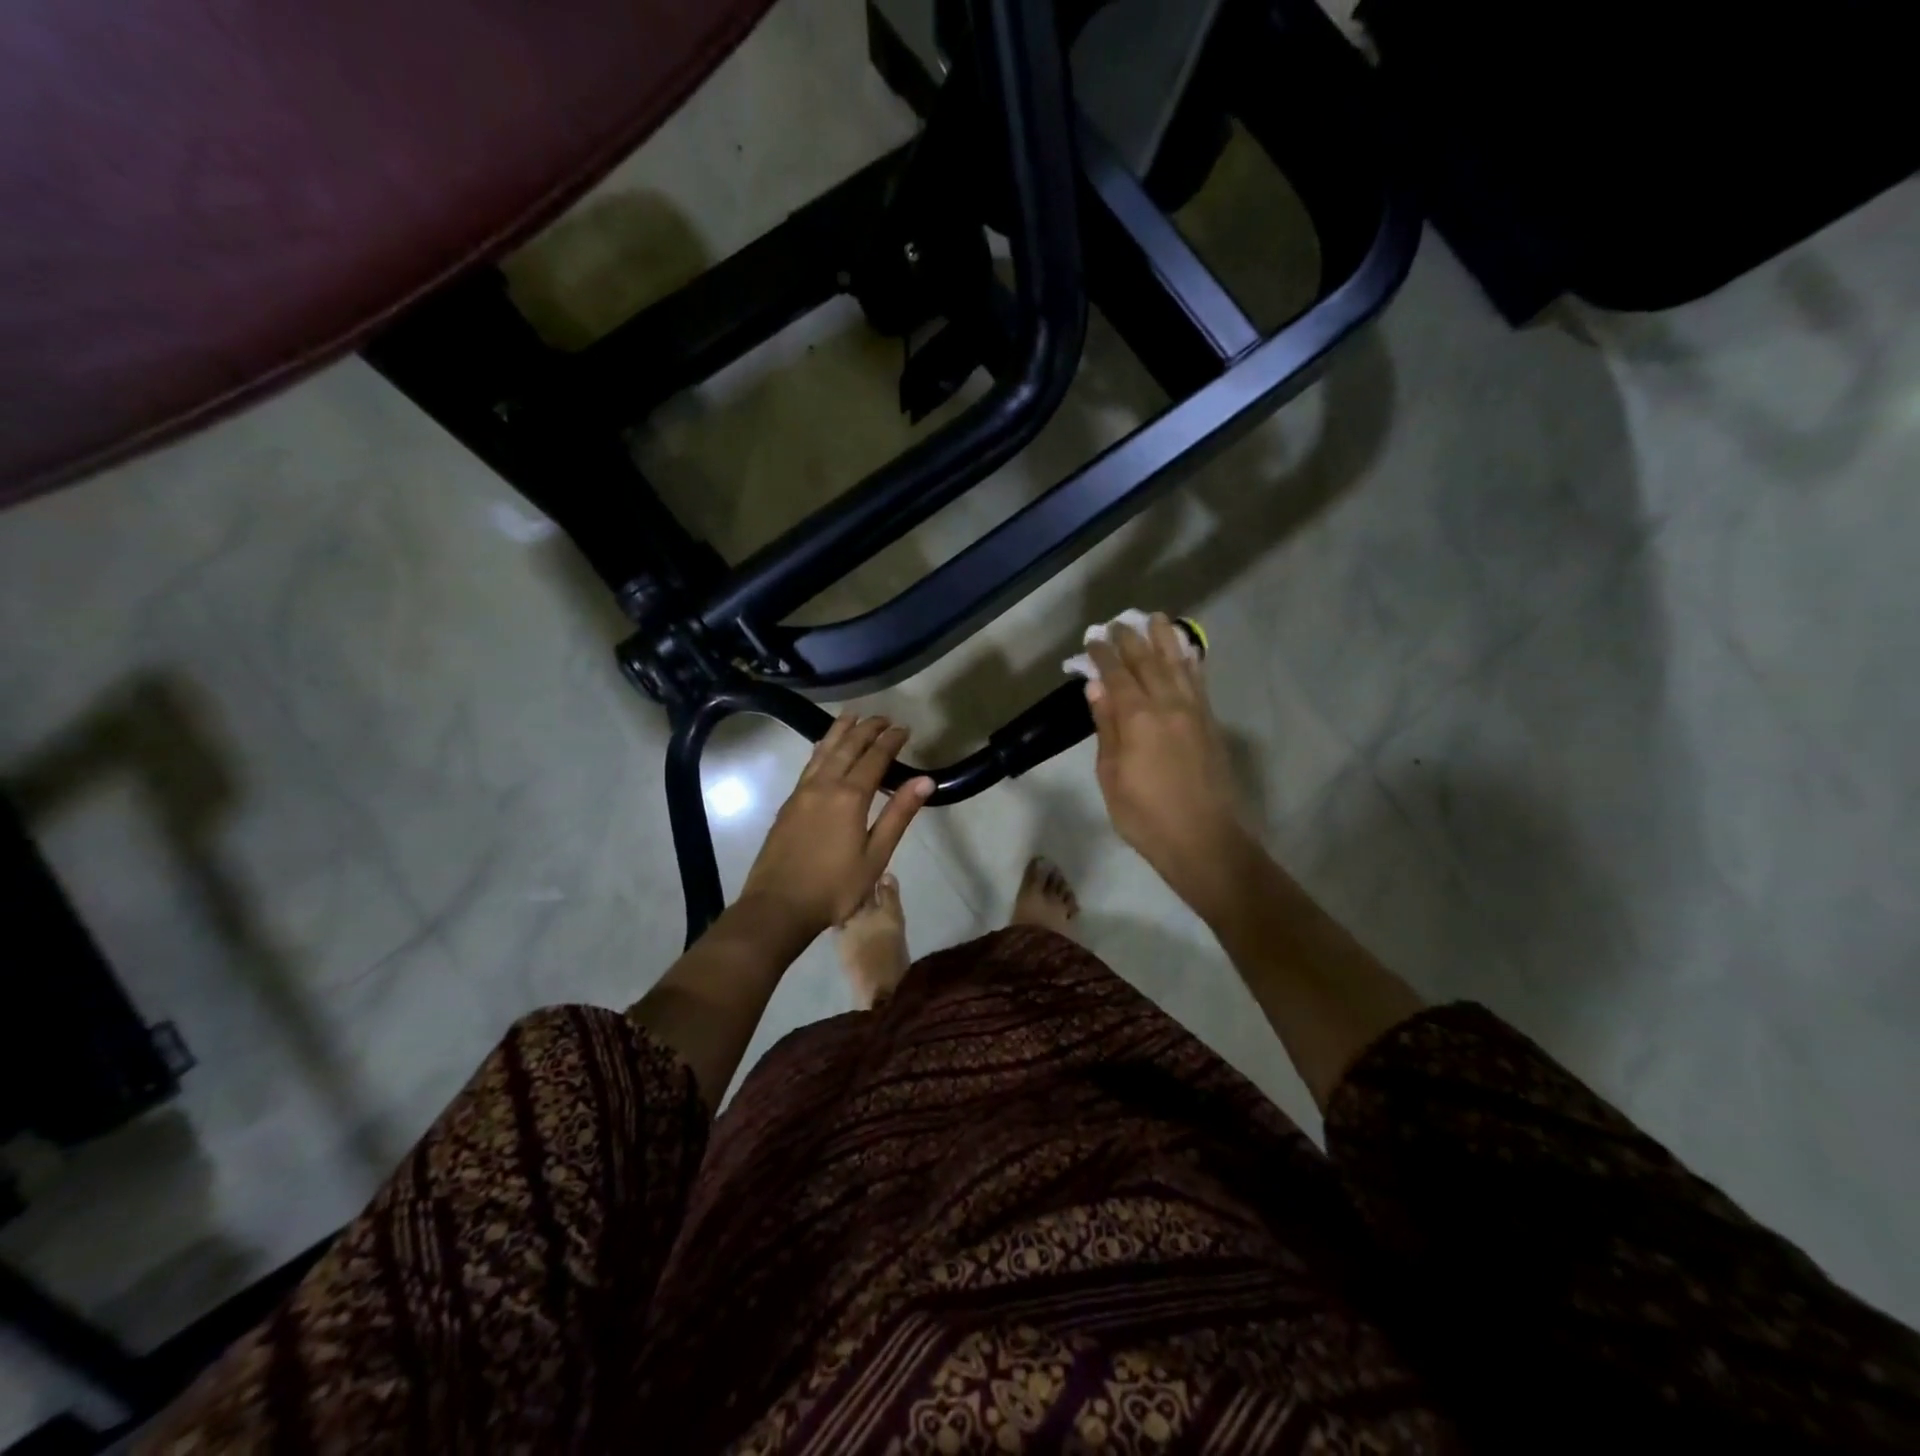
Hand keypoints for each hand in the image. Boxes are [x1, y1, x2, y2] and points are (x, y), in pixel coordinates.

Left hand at [740, 714, 933, 936]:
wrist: (778, 906)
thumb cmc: (834, 887)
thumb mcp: (876, 856)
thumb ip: (898, 815)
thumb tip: (925, 781)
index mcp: (849, 797)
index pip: (874, 758)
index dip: (891, 741)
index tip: (904, 728)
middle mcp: (824, 785)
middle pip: (848, 747)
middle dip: (867, 729)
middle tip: (883, 717)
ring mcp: (802, 792)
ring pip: (823, 751)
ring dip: (840, 731)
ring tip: (852, 716)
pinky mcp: (789, 803)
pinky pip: (809, 764)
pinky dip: (822, 748)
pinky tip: (824, 748)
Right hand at [1085, 614, 1253, 917]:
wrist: (1205, 841)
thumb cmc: (1146, 816)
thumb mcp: (1112, 776)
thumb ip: (1106, 727)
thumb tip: (1097, 687)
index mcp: (1138, 718)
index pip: (1117, 675)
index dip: (1103, 655)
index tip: (1093, 639)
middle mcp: (1169, 705)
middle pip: (1149, 662)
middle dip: (1131, 639)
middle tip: (1118, 622)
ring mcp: (1195, 712)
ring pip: (1179, 665)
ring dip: (1165, 640)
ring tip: (1156, 619)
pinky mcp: (1211, 723)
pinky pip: (1199, 682)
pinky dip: (1190, 662)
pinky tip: (1186, 653)